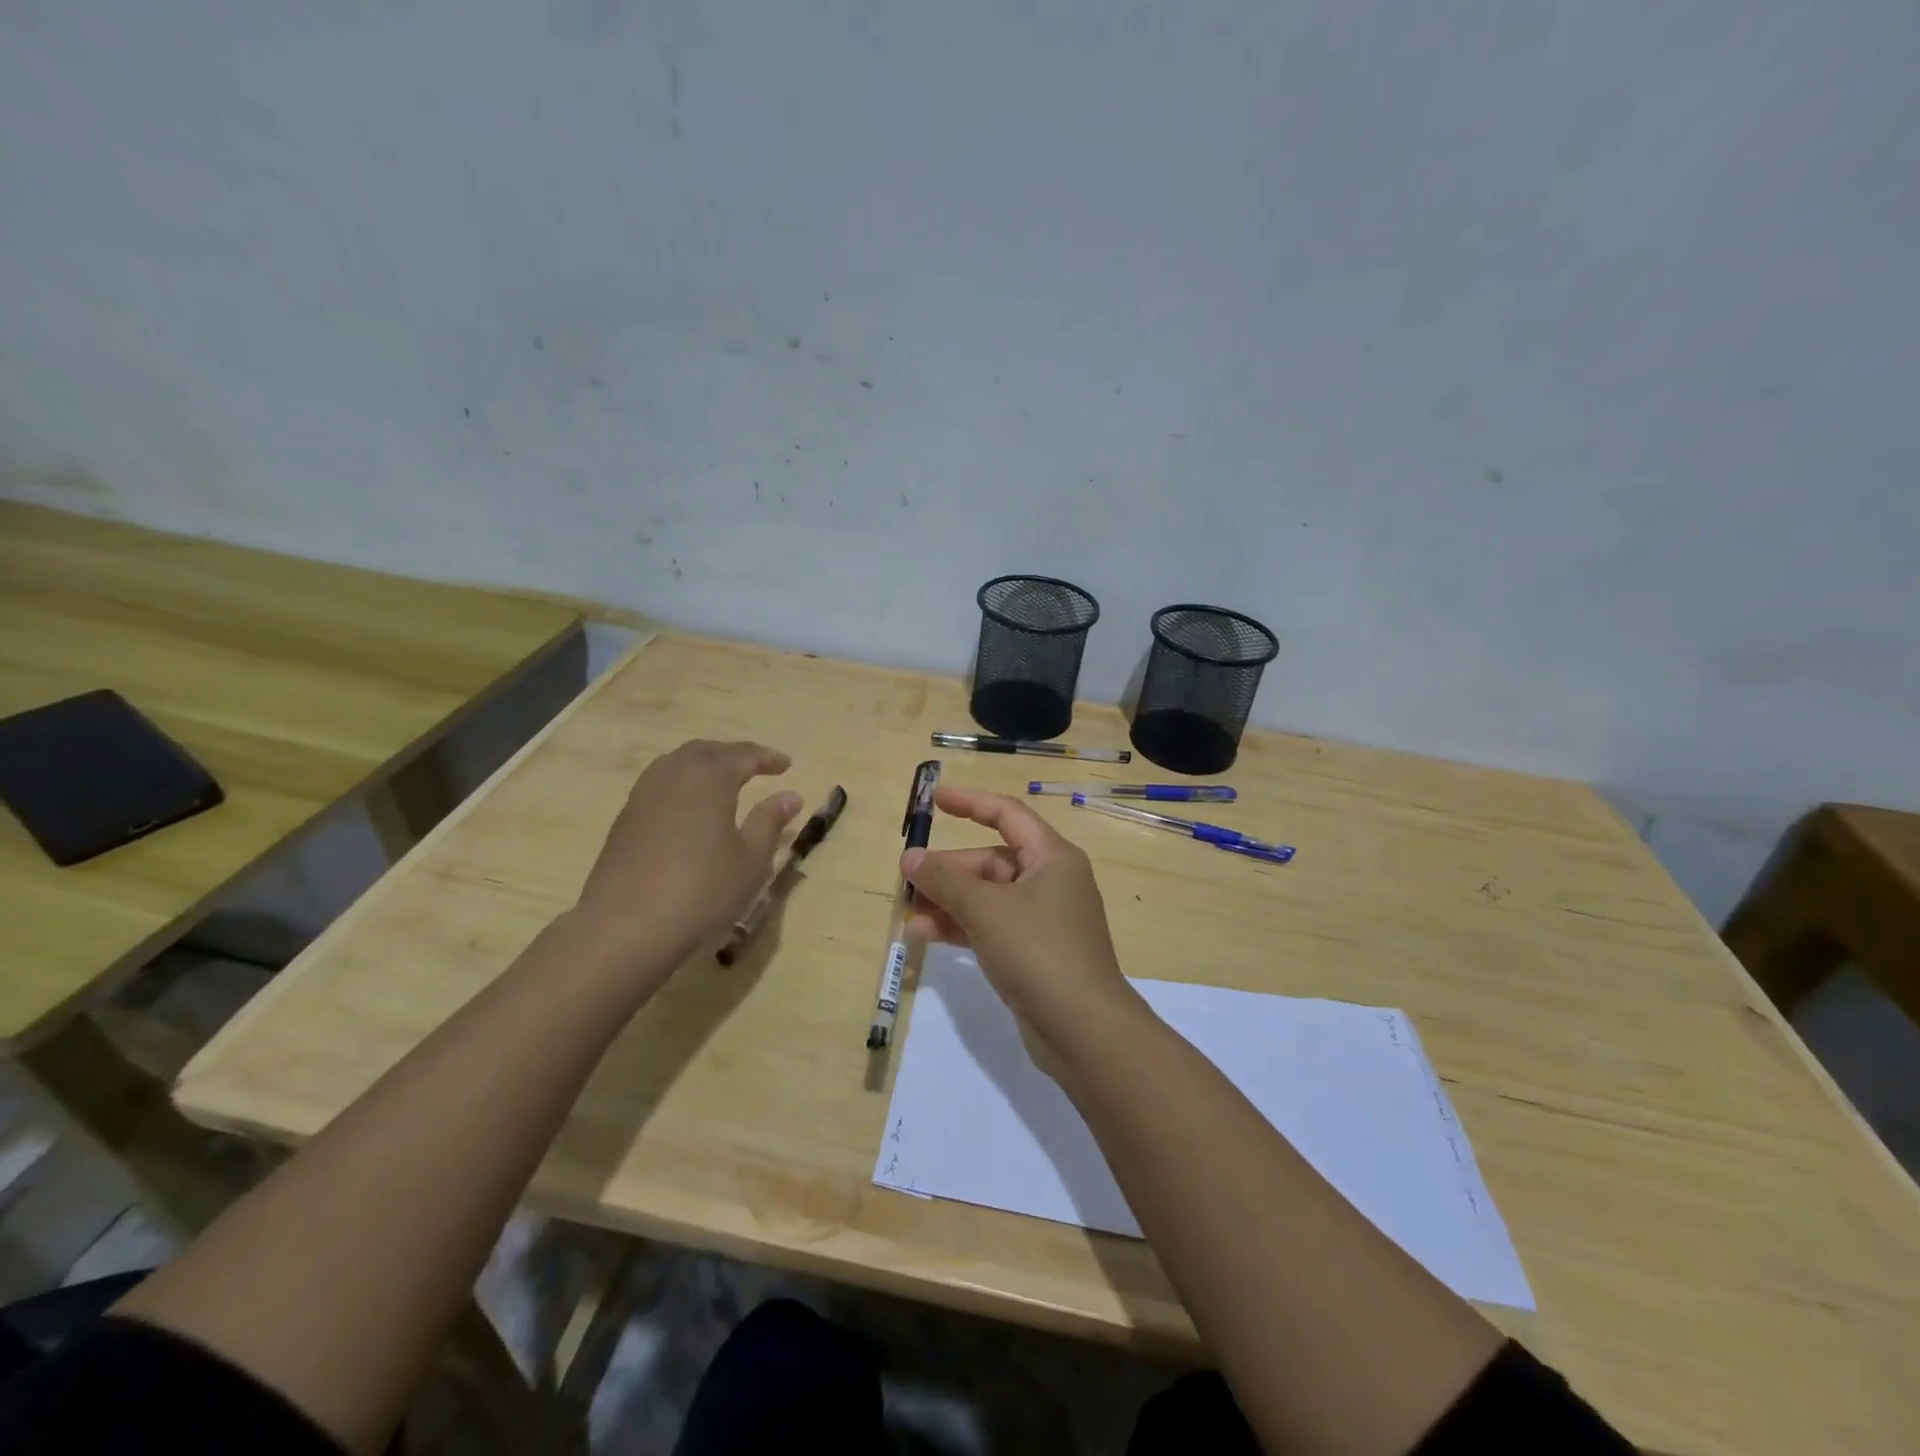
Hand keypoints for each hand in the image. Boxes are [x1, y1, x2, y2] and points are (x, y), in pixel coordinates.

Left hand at [575, 739, 800, 969]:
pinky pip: (658, 783)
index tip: (787, 765)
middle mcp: (674, 776)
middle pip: (706, 751)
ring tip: (722, 781)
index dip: (766, 758)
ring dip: (703, 764)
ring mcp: (643, 796)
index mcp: (709, 779)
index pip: (742, 755)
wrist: (626, 928)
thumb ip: (770, 822)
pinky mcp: (625, 820)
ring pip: (677, 763)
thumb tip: (790, 796)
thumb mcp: (751, 860)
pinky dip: (681, 782)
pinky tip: (689, 807)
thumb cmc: (702, 891)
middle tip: (755, 767)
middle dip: (733, 754)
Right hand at [900, 787, 1136, 1064]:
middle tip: (906, 881)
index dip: (970, 802)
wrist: (1083, 1030)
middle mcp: (1049, 881)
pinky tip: (925, 935)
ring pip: (987, 897)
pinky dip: (961, 927)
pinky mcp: (1033, 952)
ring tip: (908, 914)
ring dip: (948, 902)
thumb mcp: (986, 909)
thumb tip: (910, 858)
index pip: (1007, 814)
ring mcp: (1042, 919)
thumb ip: (945, 880)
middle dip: (948, 870)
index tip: (934, 800)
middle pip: (991, 861)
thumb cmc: (1039, 951)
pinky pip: (990, 926)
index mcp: (1051, 857)